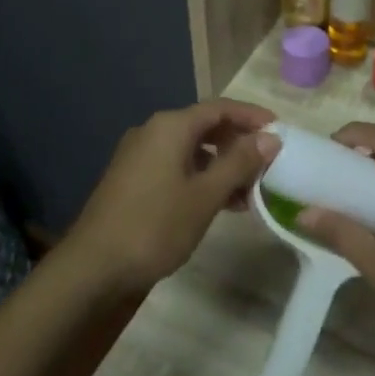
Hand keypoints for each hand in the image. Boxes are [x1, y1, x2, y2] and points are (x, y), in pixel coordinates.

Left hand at [66, 100, 278, 294]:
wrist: (94, 267)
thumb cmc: (155, 226)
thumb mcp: (205, 195)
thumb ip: (239, 163)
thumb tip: (271, 137)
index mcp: (170, 127)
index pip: (219, 108)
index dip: (251, 116)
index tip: (280, 129)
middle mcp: (152, 132)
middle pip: (205, 126)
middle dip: (238, 144)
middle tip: (267, 165)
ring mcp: (139, 156)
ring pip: (191, 150)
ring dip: (222, 166)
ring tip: (250, 193)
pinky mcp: (133, 179)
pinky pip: (176, 167)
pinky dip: (201, 178)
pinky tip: (220, 204)